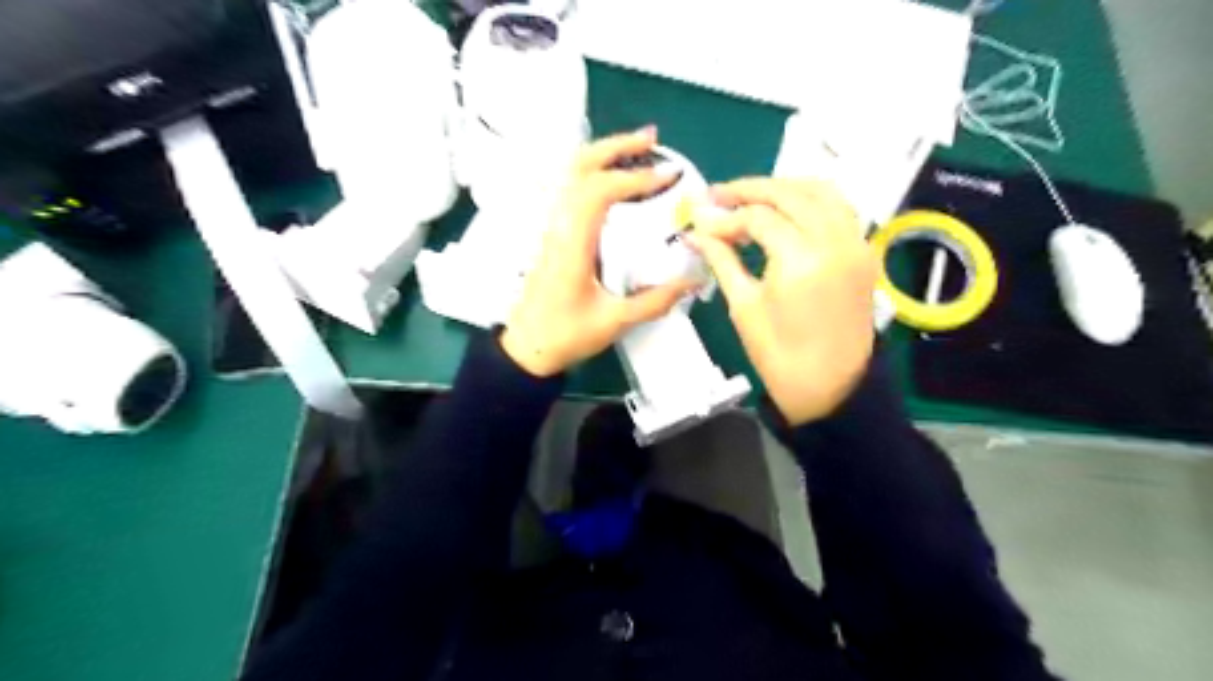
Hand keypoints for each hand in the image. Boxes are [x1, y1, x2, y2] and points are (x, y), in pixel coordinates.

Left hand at [497, 127, 695, 377]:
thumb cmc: (564, 336)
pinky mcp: (553, 236)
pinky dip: (594, 175)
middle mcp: (558, 227)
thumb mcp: (614, 321)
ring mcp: (551, 229)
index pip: (599, 192)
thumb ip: (655, 300)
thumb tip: (692, 281)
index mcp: (571, 244)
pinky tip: (616, 182)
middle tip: (652, 139)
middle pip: (578, 168)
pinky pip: (571, 192)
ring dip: (603, 156)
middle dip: (615, 147)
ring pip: (571, 176)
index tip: (668, 176)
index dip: (634, 178)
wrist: (525, 350)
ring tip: (638, 150)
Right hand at [685, 179, 876, 422]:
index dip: (726, 217)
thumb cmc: (779, 355)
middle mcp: (835, 240)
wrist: (831, 387)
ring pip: (821, 191)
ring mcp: (856, 243)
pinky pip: (839, 208)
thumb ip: (722, 259)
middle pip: (790, 193)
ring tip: (751, 198)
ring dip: (784, 187)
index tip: (702, 223)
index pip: (758, 217)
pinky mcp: (864, 252)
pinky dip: (811, 200)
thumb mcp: (744, 306)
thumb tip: (696, 232)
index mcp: (801, 259)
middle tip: (718, 196)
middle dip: (751, 190)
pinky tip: (787, 211)